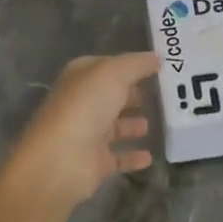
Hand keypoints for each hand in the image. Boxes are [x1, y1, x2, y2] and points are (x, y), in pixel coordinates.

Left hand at [11, 53, 159, 207]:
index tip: (157, 68)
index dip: (130, 66)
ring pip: (115, 127)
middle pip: (112, 96)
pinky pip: (118, 157)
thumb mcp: (113, 73)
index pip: (108, 66)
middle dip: (132, 95)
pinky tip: (149, 156)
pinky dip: (132, 157)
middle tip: (161, 95)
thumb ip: (137, 64)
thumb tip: (156, 58)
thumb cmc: (86, 106)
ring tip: (155, 122)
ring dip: (132, 125)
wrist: (62, 159)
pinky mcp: (95, 163)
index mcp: (81, 78)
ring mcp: (88, 134)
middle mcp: (83, 103)